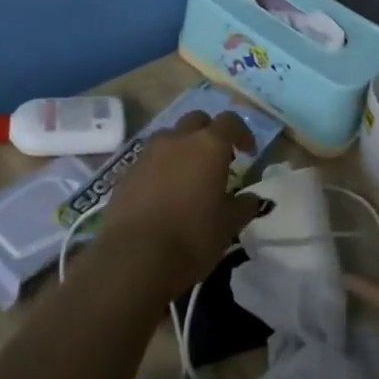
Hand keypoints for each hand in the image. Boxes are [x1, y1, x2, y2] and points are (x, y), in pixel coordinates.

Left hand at [95, 111, 262, 291]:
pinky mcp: (127, 171)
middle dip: (209, 133)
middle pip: (197, 120)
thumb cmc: (192, 237)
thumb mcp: (228, 226)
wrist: (134, 257)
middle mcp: (178, 139)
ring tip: (188, 175)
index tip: (249, 153)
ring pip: (170, 137)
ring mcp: (148, 153)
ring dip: (182, 148)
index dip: (242, 133)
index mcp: (209, 145)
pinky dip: (160, 167)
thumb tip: (252, 198)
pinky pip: (149, 159)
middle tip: (216, 159)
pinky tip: (163, 193)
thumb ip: (243, 206)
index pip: (230, 122)